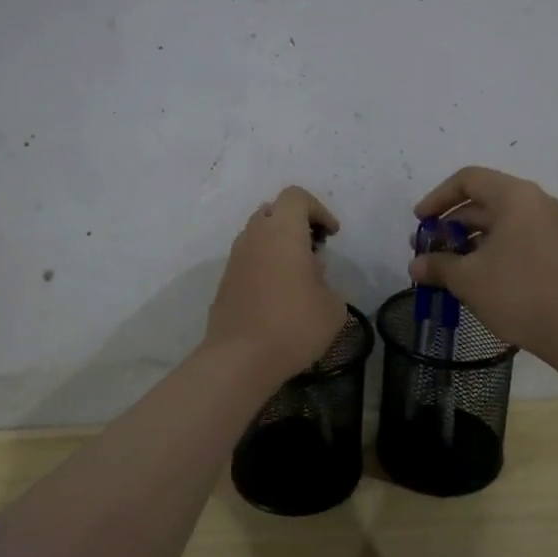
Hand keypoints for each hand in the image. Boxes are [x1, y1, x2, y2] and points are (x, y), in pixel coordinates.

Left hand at [204, 186, 349, 386]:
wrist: (239, 360)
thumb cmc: (293, 326)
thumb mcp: (332, 306)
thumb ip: (326, 280)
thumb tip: (311, 274)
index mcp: (282, 232)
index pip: (296, 196)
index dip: (318, 209)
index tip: (331, 235)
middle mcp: (254, 236)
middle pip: (273, 210)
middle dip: (295, 223)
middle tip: (313, 250)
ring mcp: (235, 258)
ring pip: (257, 234)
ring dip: (278, 244)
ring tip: (297, 275)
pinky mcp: (225, 281)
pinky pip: (248, 258)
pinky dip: (264, 264)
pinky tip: (277, 295)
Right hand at [408, 166, 557, 362]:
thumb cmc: (518, 293)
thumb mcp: (468, 278)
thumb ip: (438, 265)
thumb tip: (415, 266)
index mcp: (515, 196)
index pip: (468, 179)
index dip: (437, 198)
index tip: (419, 222)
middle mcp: (535, 201)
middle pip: (484, 198)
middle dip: (451, 222)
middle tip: (428, 248)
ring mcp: (550, 224)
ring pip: (500, 219)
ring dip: (469, 237)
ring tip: (447, 265)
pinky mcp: (557, 247)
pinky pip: (516, 234)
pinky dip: (491, 246)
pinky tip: (475, 274)